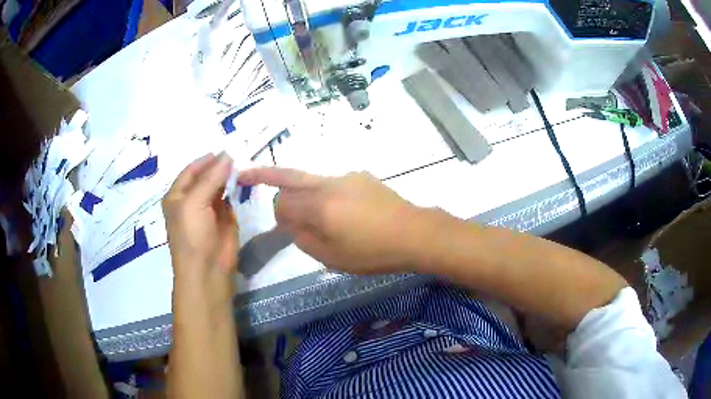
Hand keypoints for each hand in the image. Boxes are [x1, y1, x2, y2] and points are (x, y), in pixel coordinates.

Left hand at [163, 153, 238, 299]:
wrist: (207, 270)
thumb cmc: (192, 235)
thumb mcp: (195, 202)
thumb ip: (211, 178)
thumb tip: (228, 155)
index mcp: (177, 195)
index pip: (191, 170)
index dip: (206, 159)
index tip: (225, 149)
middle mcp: (192, 200)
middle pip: (205, 176)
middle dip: (219, 165)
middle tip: (239, 152)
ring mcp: (209, 209)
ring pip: (219, 186)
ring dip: (229, 175)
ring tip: (244, 160)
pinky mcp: (225, 218)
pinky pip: (230, 198)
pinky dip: (236, 188)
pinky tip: (245, 178)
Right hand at [237, 168, 421, 273]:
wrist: (414, 233)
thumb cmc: (373, 252)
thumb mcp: (332, 257)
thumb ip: (302, 237)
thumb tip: (288, 221)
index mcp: (319, 205)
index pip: (282, 203)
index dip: (279, 216)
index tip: (287, 228)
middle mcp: (328, 183)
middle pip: (289, 175)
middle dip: (264, 174)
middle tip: (245, 174)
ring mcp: (346, 176)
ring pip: (310, 178)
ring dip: (299, 189)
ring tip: (308, 208)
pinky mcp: (360, 176)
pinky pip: (332, 183)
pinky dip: (325, 194)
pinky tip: (343, 211)